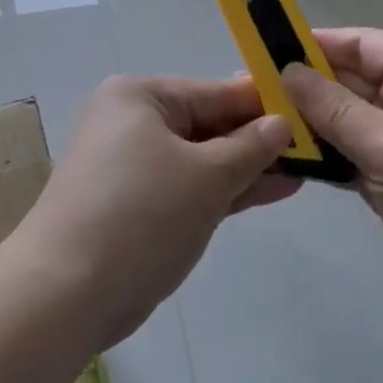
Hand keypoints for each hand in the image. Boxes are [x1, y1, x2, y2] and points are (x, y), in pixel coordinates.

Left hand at [15, 75, 296, 348]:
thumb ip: (249, 147)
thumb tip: (282, 122)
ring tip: (306, 169)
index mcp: (140, 97)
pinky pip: (191, 186)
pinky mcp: (140, 205)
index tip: (312, 108)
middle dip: (259, 140)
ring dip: (249, 167)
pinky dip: (227, 190)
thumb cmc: (141, 214)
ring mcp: (135, 166)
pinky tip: (275, 191)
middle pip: (209, 124)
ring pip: (203, 159)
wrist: (66, 292)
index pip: (214, 91)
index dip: (264, 103)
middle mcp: (133, 122)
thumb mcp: (206, 176)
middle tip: (317, 145)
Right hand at [282, 28, 382, 324]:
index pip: (361, 45)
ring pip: (347, 120)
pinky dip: (324, 155)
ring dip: (308, 124)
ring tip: (257, 126)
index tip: (262, 52)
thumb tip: (288, 72)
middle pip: (350, 82)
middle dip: (302, 88)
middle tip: (246, 96)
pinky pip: (352, 153)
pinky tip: (285, 159)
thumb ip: (338, 111)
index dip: (313, 45)